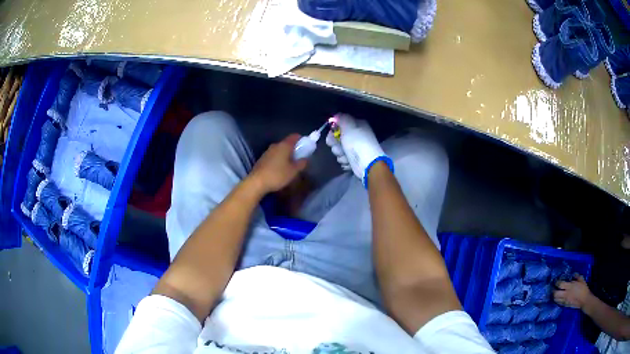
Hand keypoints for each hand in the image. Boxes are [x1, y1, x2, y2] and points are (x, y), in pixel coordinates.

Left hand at [248, 134, 307, 194]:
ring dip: (285, 155)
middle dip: (294, 149)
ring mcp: (267, 152)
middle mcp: (275, 145)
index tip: (305, 146)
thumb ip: (301, 163)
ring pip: (279, 150)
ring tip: (289, 166)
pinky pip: (273, 156)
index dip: (301, 140)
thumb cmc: (278, 175)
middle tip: (299, 158)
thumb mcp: (293, 171)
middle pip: (287, 143)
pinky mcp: (262, 159)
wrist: (257, 182)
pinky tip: (279, 169)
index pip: (294, 136)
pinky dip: (278, 160)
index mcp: (284, 145)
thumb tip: (305, 158)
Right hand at [326, 114, 390, 184]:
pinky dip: (345, 161)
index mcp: (357, 125)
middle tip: (340, 146)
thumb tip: (336, 115)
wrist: (367, 164)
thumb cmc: (358, 143)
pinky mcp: (354, 159)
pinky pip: (343, 158)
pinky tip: (350, 162)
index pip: (340, 124)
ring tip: (347, 156)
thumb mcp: (349, 127)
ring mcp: (355, 148)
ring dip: (340, 153)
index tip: (331, 133)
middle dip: (335, 144)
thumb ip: (341, 119)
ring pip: (339, 149)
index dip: (334, 129)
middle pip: (337, 137)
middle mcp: (357, 135)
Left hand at [553, 274, 592, 308]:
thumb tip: (573, 274)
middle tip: (554, 288)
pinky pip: (559, 303)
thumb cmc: (583, 289)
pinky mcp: (565, 305)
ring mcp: (565, 300)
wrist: (584, 300)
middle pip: (555, 294)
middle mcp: (566, 294)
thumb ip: (577, 277)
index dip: (557, 282)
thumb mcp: (581, 280)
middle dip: (553, 291)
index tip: (556, 281)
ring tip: (555, 294)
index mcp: (570, 286)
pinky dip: (557, 301)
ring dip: (554, 297)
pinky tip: (558, 299)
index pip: (560, 284)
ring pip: (556, 300)